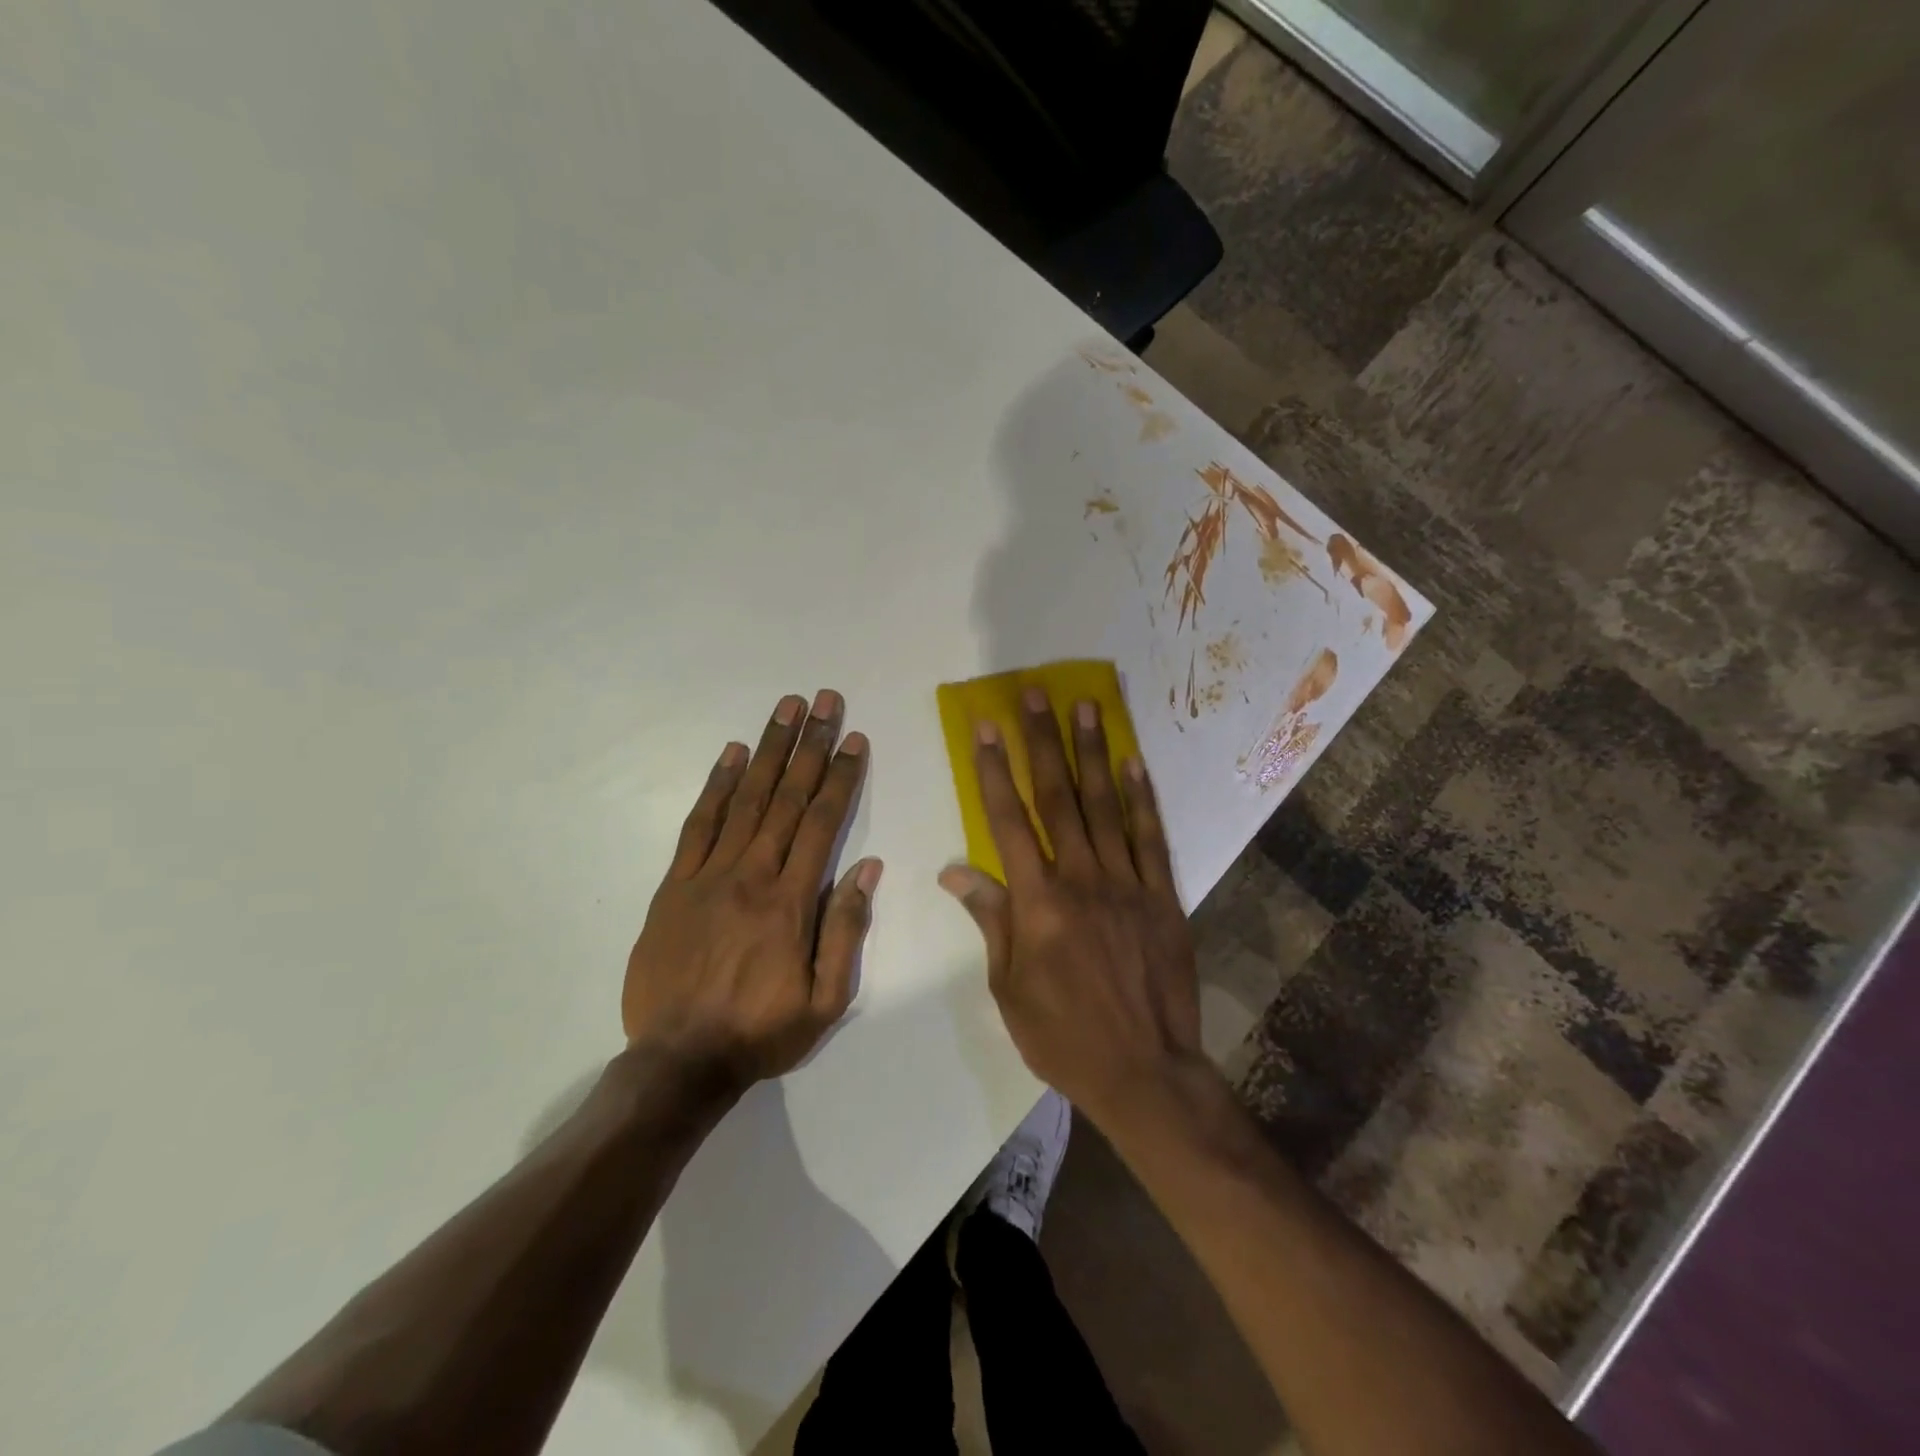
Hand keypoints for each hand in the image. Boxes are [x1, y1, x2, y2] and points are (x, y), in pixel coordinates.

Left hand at [625, 689, 880, 1095]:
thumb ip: (846, 931)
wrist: (678, 1062)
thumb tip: (867, 869)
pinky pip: (698, 825)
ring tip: (785, 709)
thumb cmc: (761, 1032)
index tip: (853, 738)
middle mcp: (751, 875)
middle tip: (823, 700)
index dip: (840, 776)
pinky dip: (716, 786)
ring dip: (768, 750)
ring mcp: (708, 876)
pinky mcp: (674, 885)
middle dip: (809, 745)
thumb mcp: (825, 1000)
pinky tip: (731, 754)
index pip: (822, 823)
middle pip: (786, 798)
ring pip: (745, 800)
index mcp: (791, 902)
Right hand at [938, 689, 1201, 1124]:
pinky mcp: (1163, 896)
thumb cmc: (1063, 1036)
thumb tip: (954, 872)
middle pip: (1057, 797)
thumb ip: (990, 920)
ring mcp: (1127, 883)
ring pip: (1105, 805)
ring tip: (1085, 707)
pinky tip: (1134, 762)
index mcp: (1037, 902)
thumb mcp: (1008, 988)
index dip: (992, 771)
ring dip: (1092, 753)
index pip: (1007, 821)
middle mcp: (1081, 879)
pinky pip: (1151, 837)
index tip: (984, 729)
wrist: (1144, 1071)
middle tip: (1035, 695)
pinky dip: (1142, 797)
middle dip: (1041, 741)